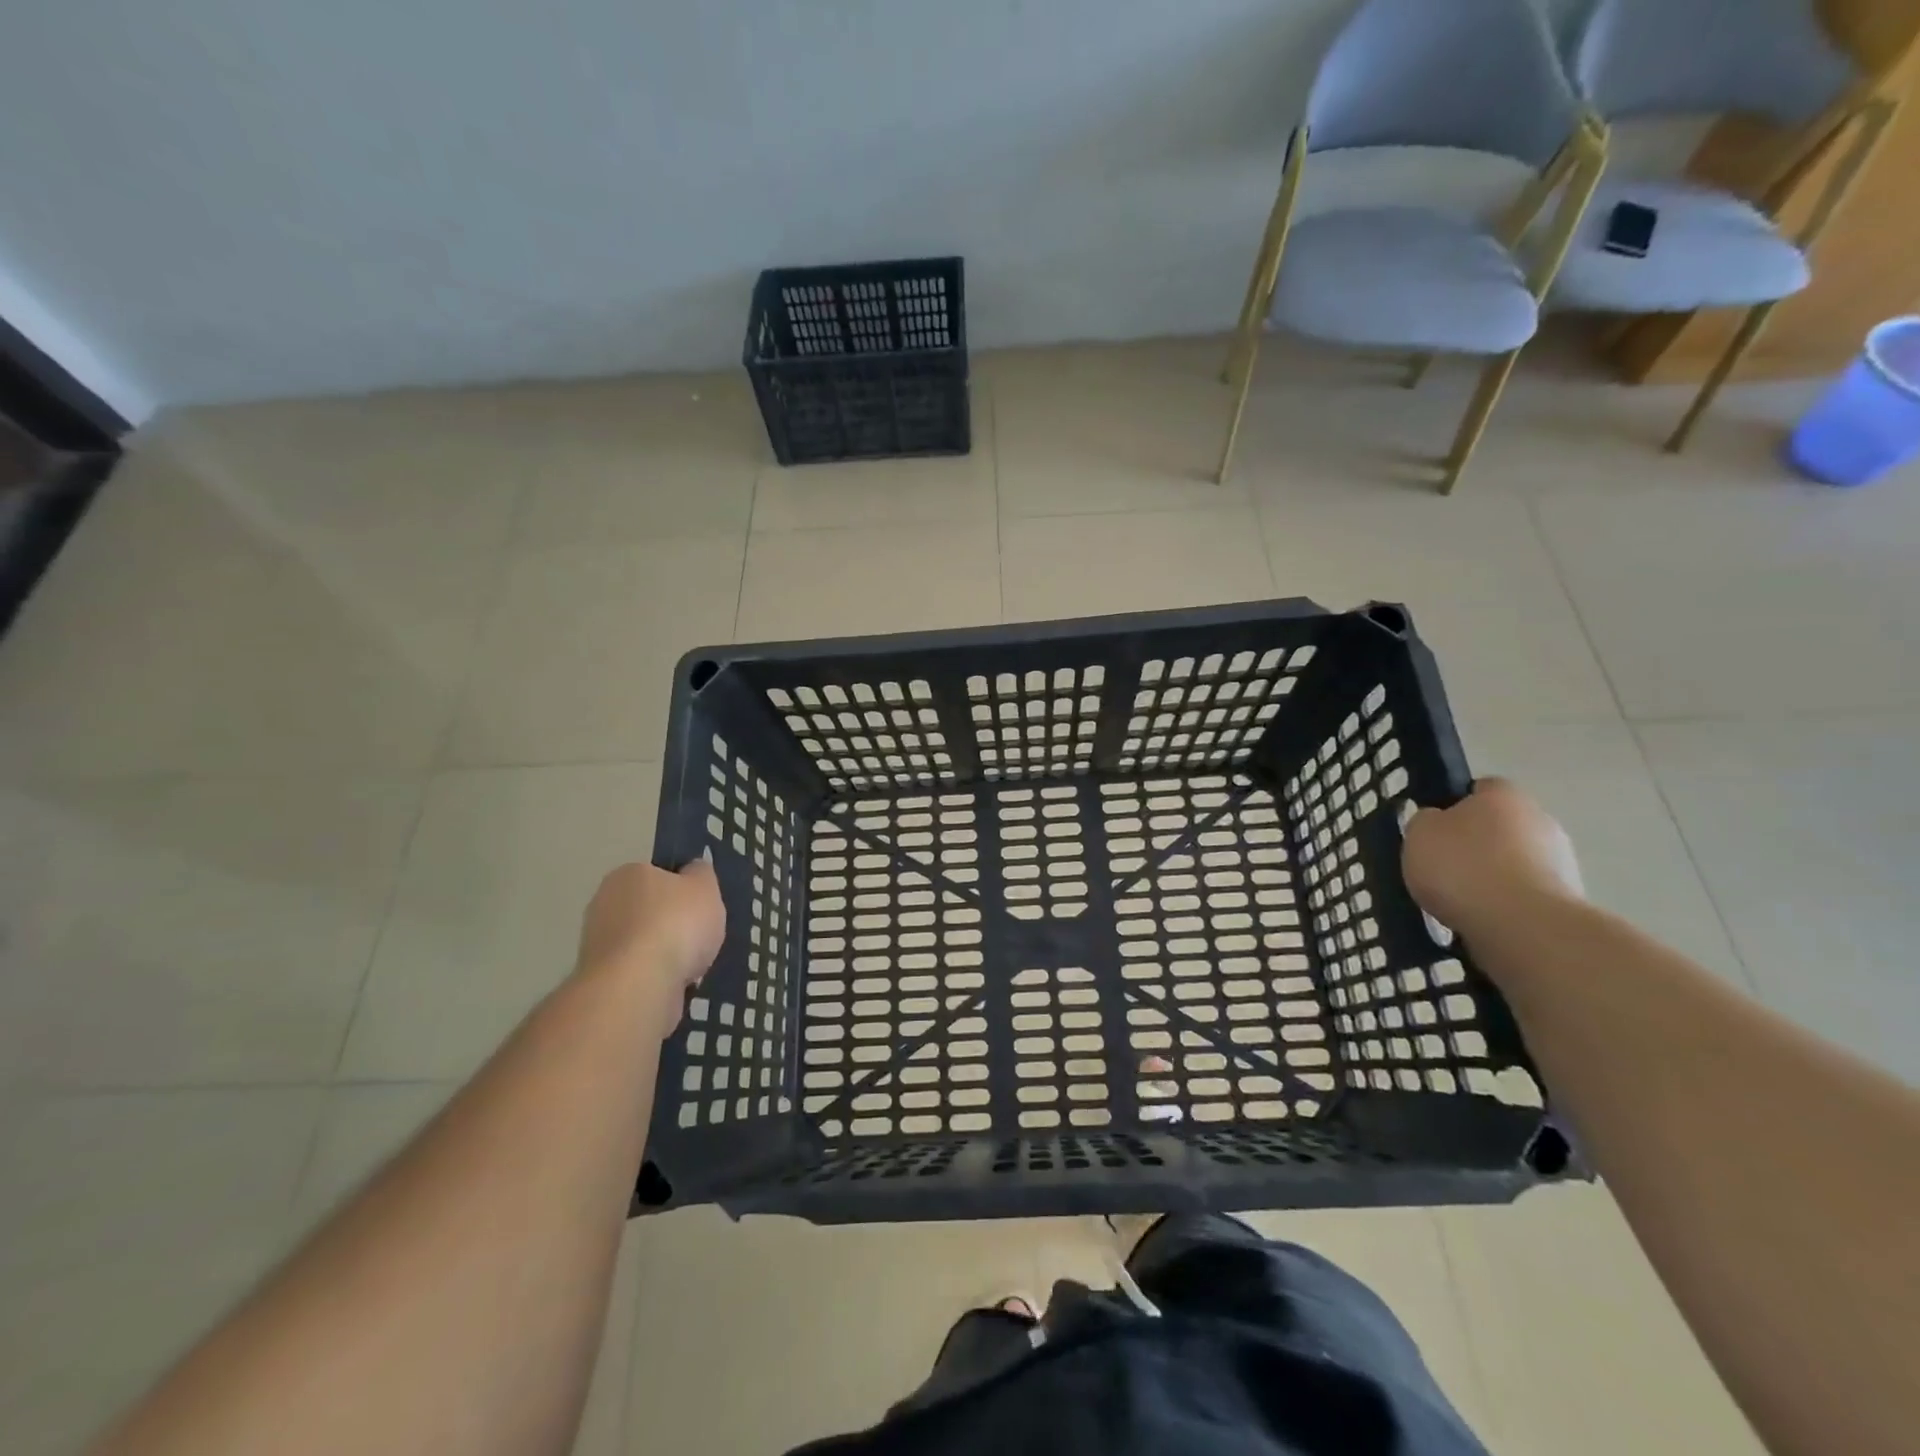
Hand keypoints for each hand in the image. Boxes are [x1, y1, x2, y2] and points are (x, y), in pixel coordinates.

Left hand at [575, 859, 725, 1027]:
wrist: (637, 986)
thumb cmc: (675, 924)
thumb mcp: (705, 887)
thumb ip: (701, 874)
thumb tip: (693, 869)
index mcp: (628, 873)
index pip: (658, 874)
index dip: (682, 889)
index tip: (700, 907)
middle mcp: (604, 903)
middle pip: (648, 910)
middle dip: (670, 924)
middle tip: (698, 937)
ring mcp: (597, 944)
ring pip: (642, 943)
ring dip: (663, 954)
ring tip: (689, 967)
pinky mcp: (599, 978)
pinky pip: (636, 972)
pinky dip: (654, 978)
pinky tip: (672, 985)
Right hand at [1402, 778, 1583, 941]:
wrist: (1521, 925)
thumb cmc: (1462, 866)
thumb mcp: (1418, 833)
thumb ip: (1426, 821)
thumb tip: (1437, 822)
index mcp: (1504, 794)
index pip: (1479, 789)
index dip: (1454, 806)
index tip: (1434, 831)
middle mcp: (1540, 819)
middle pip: (1500, 827)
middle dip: (1477, 844)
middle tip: (1443, 867)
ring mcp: (1561, 861)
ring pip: (1514, 862)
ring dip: (1493, 876)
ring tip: (1460, 901)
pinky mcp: (1567, 900)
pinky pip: (1524, 895)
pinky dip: (1506, 904)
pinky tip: (1483, 919)